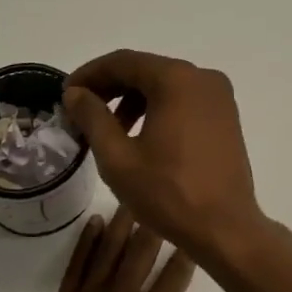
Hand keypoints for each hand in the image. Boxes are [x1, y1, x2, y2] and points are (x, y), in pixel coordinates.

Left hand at [8, 208, 237, 291]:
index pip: (173, 278)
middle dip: (154, 223)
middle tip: (165, 193)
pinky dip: (84, 242)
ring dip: (121, 222)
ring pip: (106, 252)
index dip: (187, 250)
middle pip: (138, 254)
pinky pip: (74, 267)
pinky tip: (94, 222)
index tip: (199, 225)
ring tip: (134, 195)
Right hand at [63, 51, 266, 264]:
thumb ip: (92, 117)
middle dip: (110, 87)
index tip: (66, 93)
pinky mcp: (225, 114)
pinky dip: (157, 107)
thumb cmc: (169, 193)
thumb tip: (75, 93)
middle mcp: (201, 77)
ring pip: (164, 84)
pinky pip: (183, 98)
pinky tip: (140, 134)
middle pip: (145, 69)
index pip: (123, 62)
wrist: (226, 229)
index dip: (90, 74)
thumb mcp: (118, 157)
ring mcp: (218, 95)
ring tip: (108, 129)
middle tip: (81, 111)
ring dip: (133, 99)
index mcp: (176, 79)